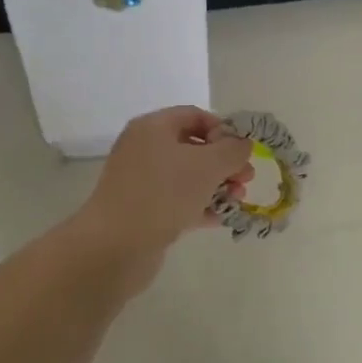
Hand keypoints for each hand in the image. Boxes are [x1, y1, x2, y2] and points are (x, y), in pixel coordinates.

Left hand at [76, 106, 254, 262]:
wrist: (115, 246)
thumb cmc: (163, 194)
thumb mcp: (207, 165)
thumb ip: (232, 150)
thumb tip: (243, 144)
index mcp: (153, 127)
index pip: (195, 116)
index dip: (223, 129)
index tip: (243, 151)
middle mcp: (144, 149)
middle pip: (193, 147)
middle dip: (224, 162)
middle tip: (246, 179)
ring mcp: (141, 181)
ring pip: (187, 176)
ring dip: (216, 185)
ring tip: (237, 200)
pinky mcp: (143, 210)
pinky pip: (177, 200)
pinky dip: (200, 205)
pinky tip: (220, 218)